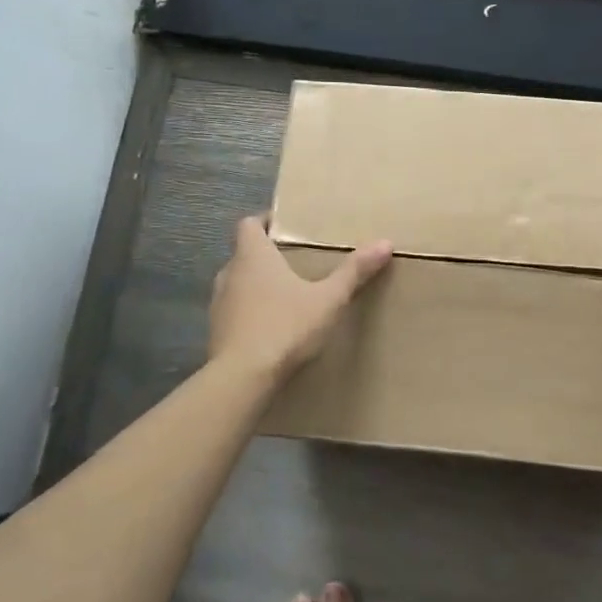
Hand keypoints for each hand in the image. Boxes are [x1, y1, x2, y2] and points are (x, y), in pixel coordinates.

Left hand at [209, 216, 391, 376]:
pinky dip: (251, 313)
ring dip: (257, 286)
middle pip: (245, 253)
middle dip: (267, 255)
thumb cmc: (285, 326)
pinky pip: (235, 312)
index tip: (286, 227)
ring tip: (287, 295)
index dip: (265, 221)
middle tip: (296, 261)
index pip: (249, 223)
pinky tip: (273, 328)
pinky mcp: (216, 333)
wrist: (241, 379)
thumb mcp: (328, 299)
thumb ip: (354, 271)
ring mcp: (218, 304)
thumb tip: (385, 243)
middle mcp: (230, 273)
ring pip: (238, 284)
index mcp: (253, 255)